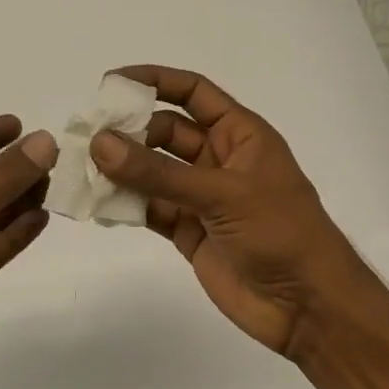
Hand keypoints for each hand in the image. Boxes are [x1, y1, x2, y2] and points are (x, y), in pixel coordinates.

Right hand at [90, 66, 375, 356]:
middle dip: (129, 131)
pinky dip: (125, 205)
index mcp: (241, 135)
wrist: (307, 307)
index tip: (111, 84)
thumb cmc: (281, 233)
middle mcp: (218, 160)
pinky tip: (98, 202)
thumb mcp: (222, 194)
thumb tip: (100, 144)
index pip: (194, 93)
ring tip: (81, 168)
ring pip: (152, 172)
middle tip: (87, 137)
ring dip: (121, 169)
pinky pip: (150, 208)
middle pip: (165, 132)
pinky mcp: (188, 231)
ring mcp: (201, 198)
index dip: (155, 81)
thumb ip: (158, 172)